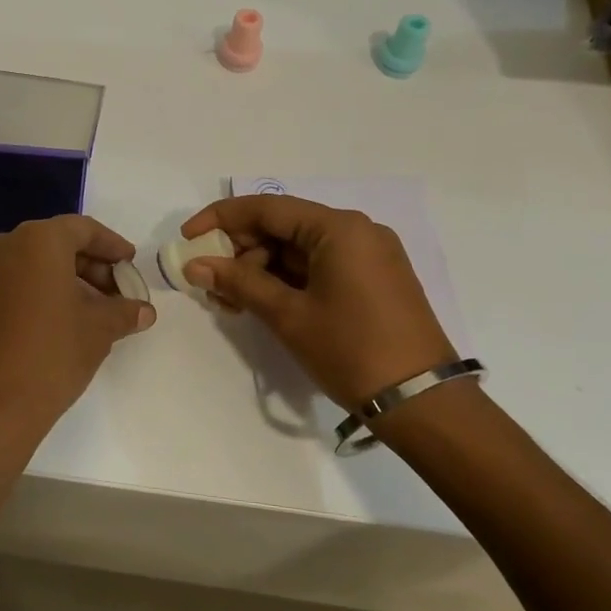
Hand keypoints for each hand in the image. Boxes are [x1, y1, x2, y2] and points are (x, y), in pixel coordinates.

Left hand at [0, 215, 154, 462]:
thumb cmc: (50, 354)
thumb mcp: (98, 330)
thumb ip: (123, 312)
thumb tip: (144, 311)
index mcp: (38, 240)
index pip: (83, 229)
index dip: (112, 246)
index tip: (131, 265)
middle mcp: (8, 246)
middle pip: (59, 244)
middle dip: (94, 267)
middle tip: (121, 295)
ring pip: (39, 265)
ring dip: (72, 282)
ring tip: (101, 314)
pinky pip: (20, 283)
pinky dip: (47, 293)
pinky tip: (70, 323)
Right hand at [180, 196, 454, 409]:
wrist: (423, 402)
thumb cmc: (351, 350)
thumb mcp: (288, 315)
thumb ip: (238, 283)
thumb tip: (194, 265)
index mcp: (339, 228)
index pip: (266, 208)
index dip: (220, 219)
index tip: (187, 237)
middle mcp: (357, 231)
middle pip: (282, 227)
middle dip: (240, 253)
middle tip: (210, 284)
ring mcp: (368, 255)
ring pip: (298, 249)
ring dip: (260, 271)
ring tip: (231, 304)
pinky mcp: (373, 279)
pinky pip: (318, 266)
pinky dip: (287, 281)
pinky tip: (261, 303)